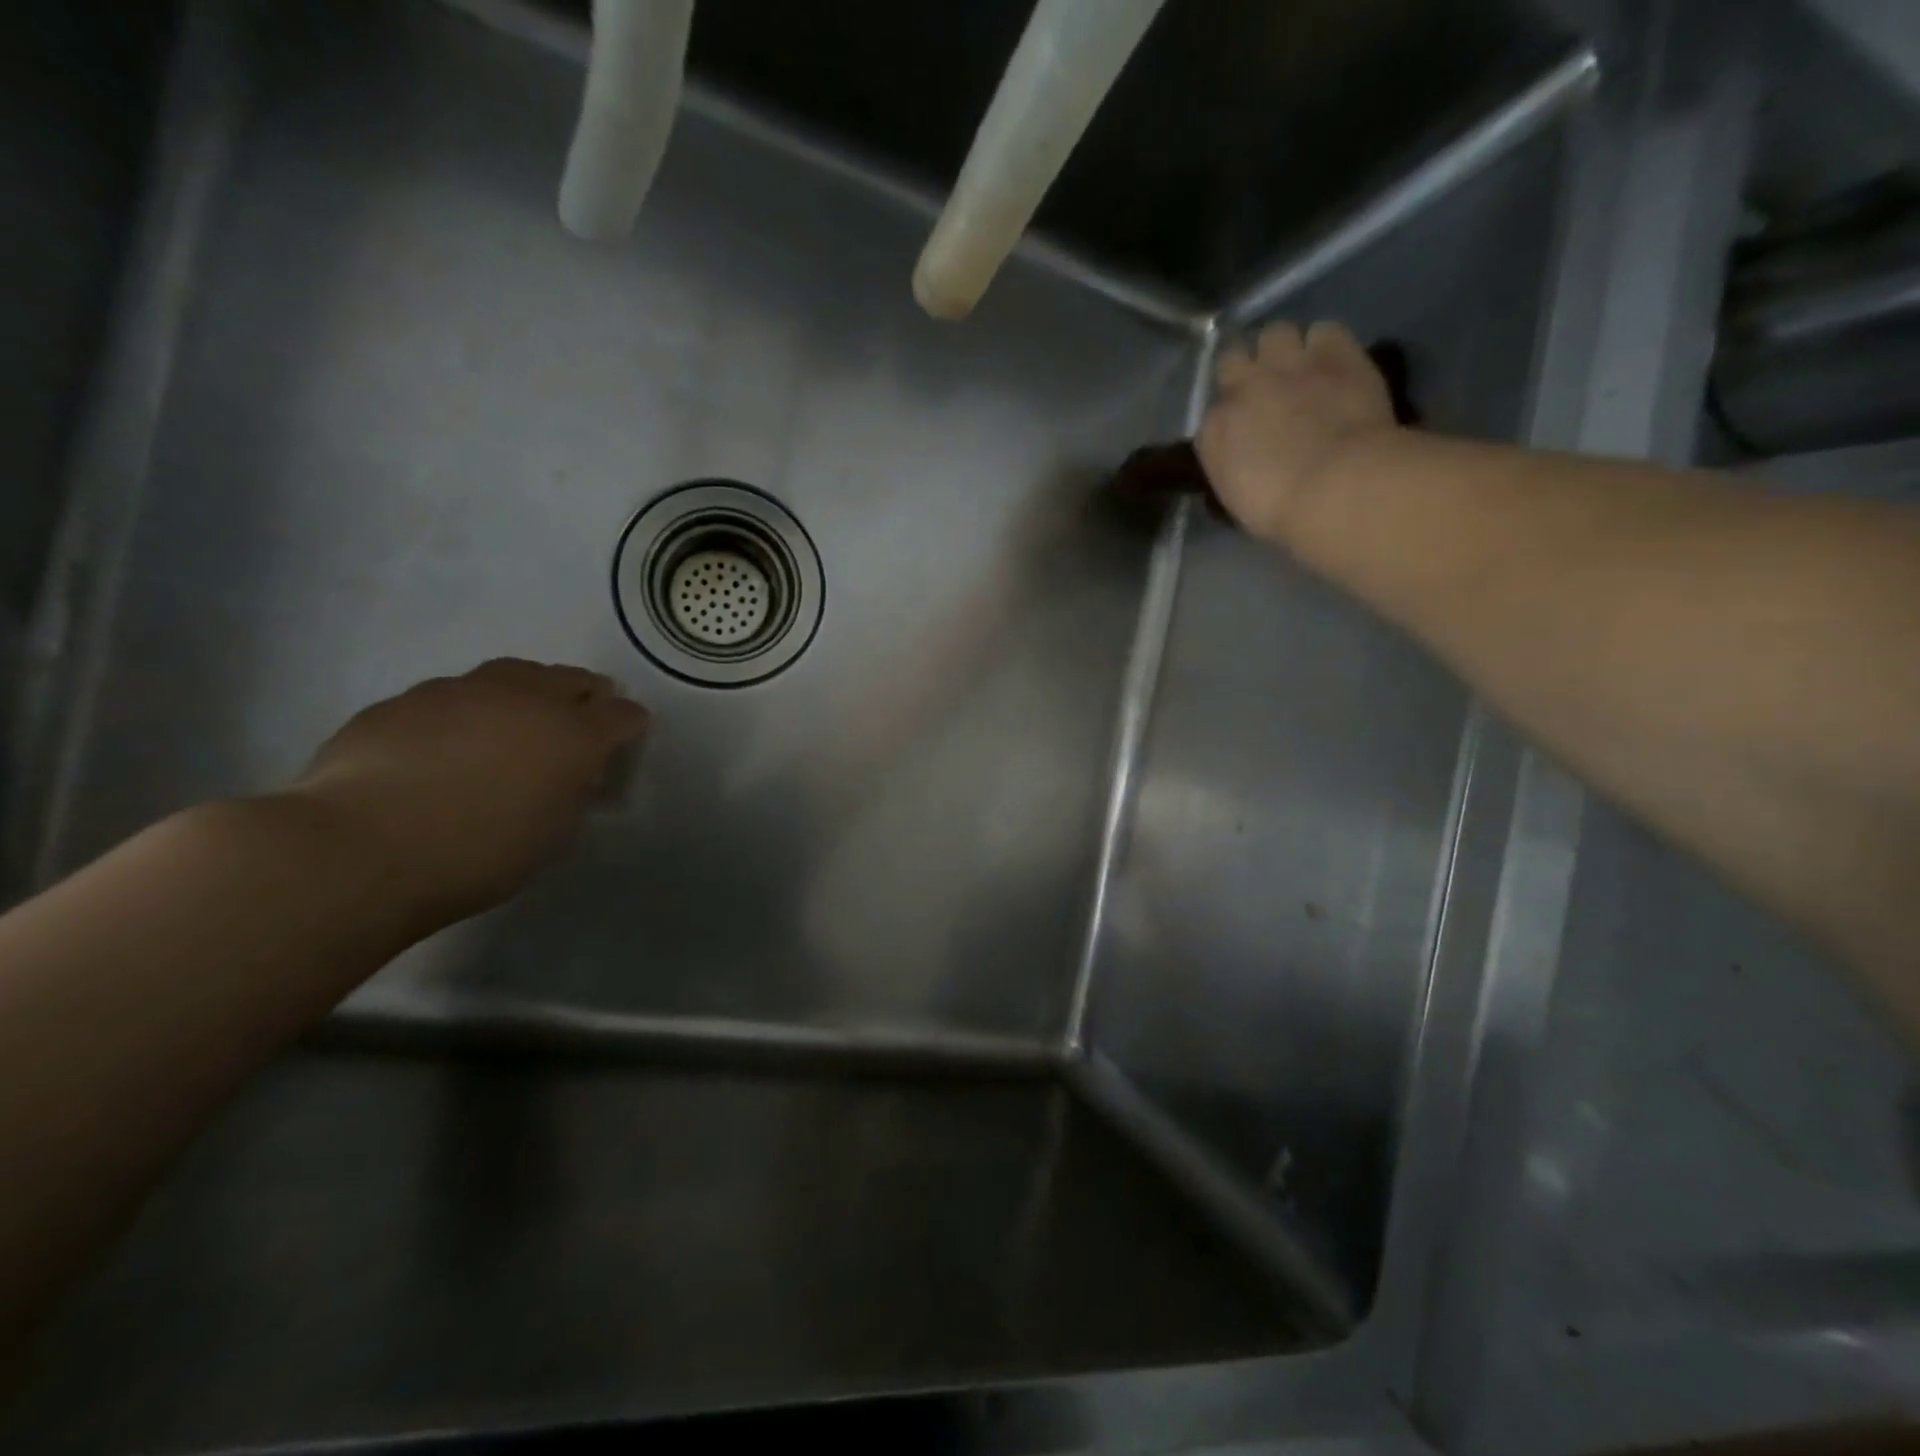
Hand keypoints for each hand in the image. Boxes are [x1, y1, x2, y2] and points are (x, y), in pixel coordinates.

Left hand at [282, 659, 649, 930]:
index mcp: (574, 736)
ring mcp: (462, 691)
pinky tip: (452, 736)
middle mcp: (526, 699)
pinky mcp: (406, 699)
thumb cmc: (478, 854)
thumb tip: (571, 776)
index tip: (630, 734)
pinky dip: (470, 706)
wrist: (361, 847)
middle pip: (570, 679)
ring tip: (520, 714)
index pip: (622, 715)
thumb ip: (571, 794)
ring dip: (528, 689)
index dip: (630, 723)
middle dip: (585, 693)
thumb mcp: (552, 835)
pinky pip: (455, 692)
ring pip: (512, 673)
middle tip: (584, 711)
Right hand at [1196, 321, 1399, 546]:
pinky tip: (1334, 364)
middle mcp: (1243, 388)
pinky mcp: (1335, 352)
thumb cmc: (1281, 511)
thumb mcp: (1238, 498)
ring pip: (1275, 333)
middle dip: (1246, 370)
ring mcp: (1288, 365)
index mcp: (1214, 432)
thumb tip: (1243, 458)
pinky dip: (1326, 344)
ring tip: (1301, 369)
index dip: (1230, 419)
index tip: (1244, 433)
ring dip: (1284, 349)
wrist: (1334, 486)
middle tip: (1265, 390)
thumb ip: (1233, 466)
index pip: (1213, 414)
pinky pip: (1324, 330)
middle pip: (1233, 358)